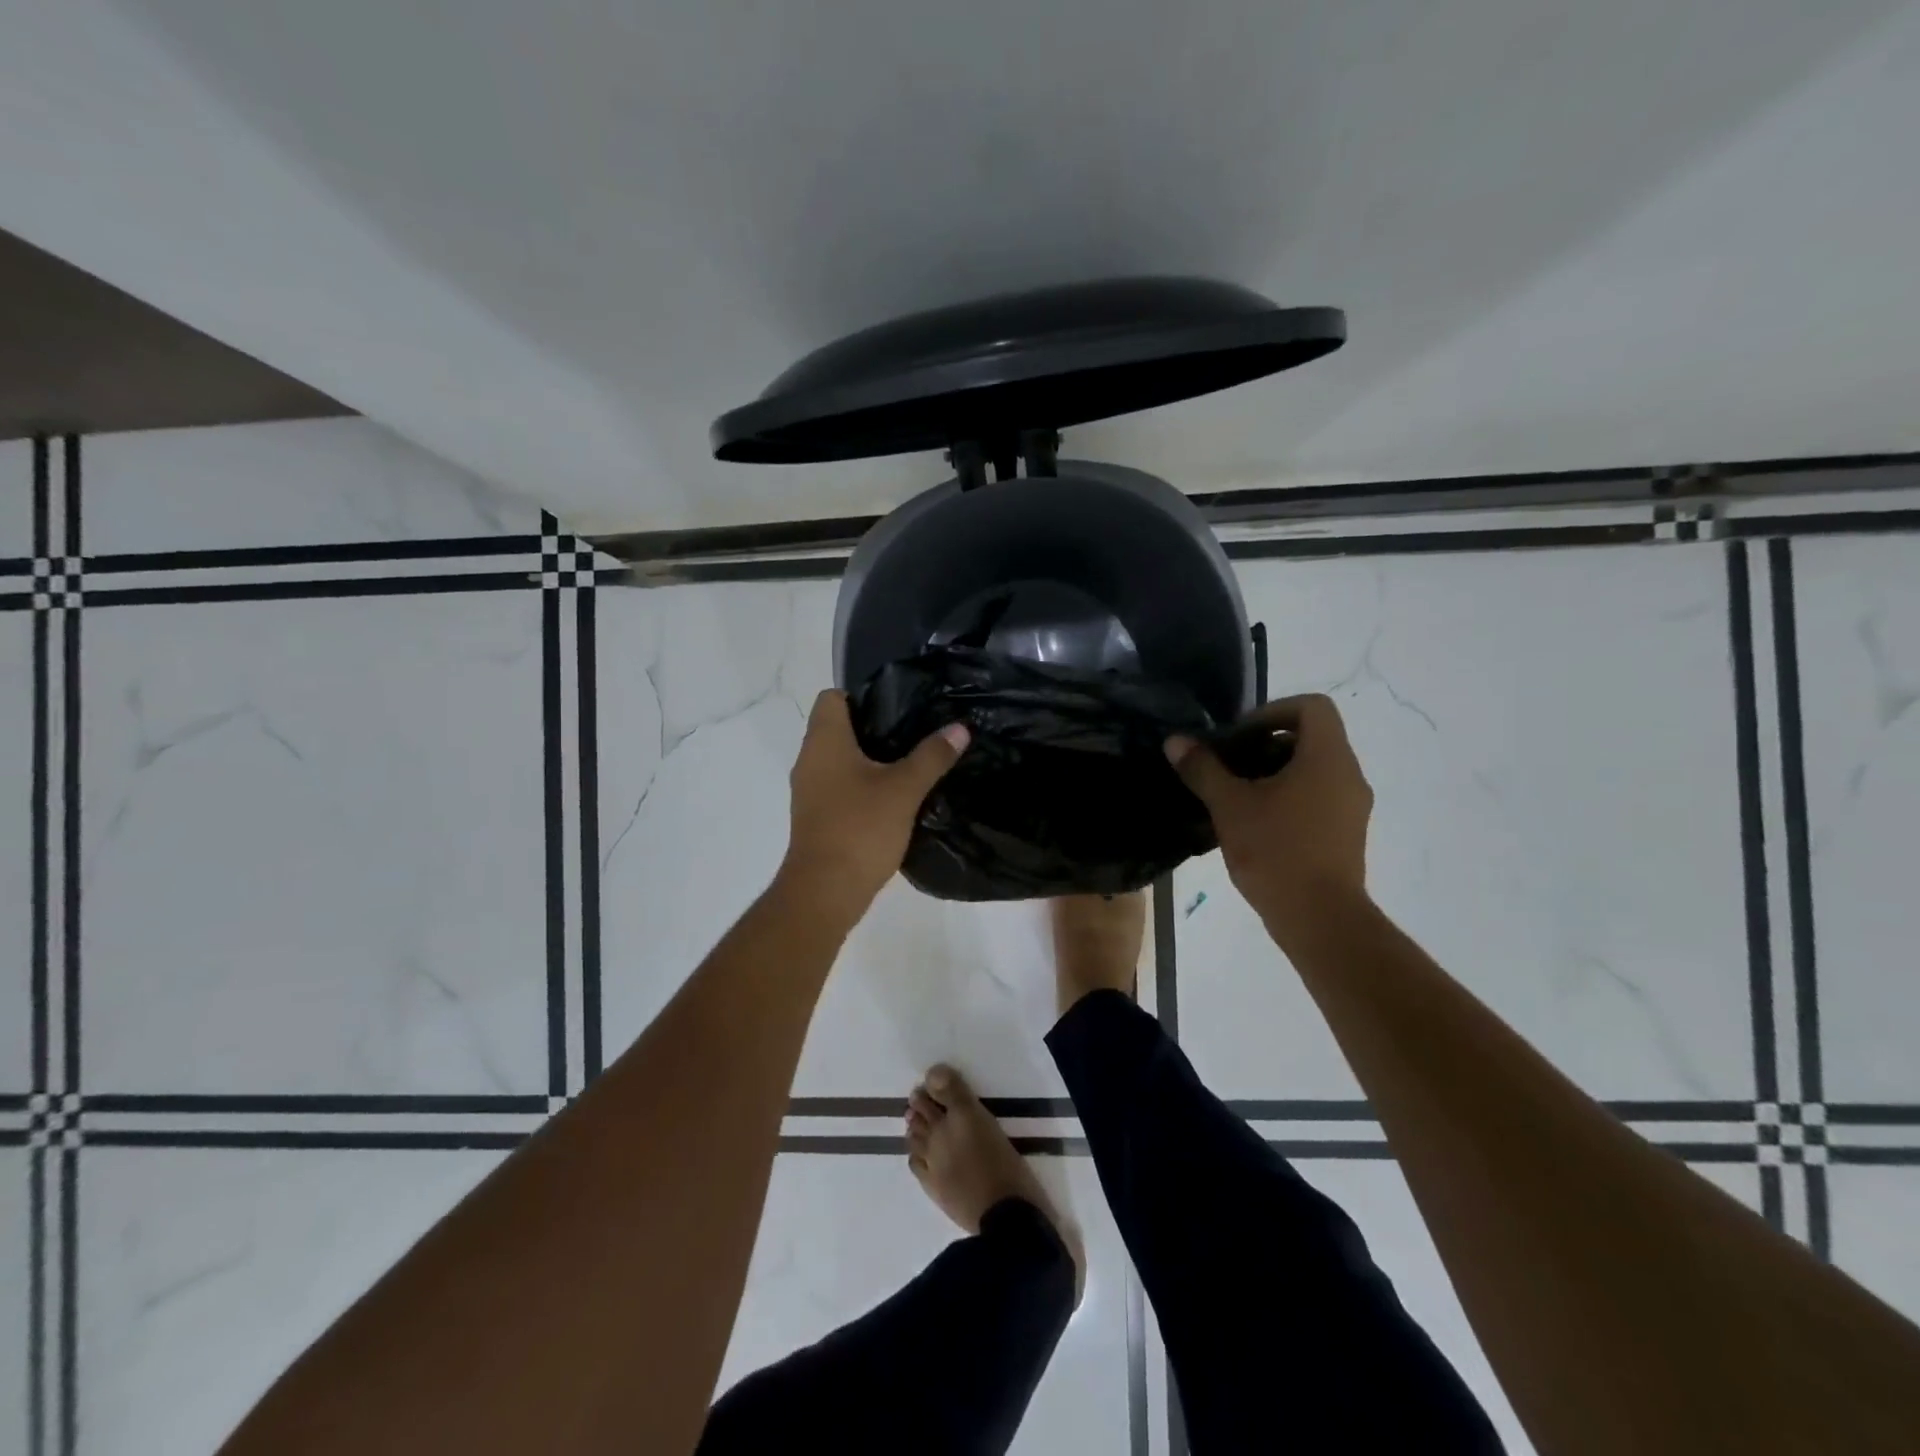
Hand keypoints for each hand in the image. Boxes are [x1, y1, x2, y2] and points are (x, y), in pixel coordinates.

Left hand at [778, 689, 969, 925]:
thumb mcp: (904, 789)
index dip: (862, 695)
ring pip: (840, 759)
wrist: (824, 892)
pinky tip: (894, 797)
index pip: (832, 697)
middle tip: (915, 732)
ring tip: (910, 762)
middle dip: (876, 728)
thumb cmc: (860, 828)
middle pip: (839, 727)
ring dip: (871, 759)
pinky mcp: (817, 816)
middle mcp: (810, 759)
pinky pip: (840, 785)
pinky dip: (863, 785)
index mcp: (824, 741)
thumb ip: (932, 756)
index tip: (898, 706)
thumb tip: (959, 728)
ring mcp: (810, 790)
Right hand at [1167, 694, 1373, 941]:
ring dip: (1274, 773)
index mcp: (1327, 758)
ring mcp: (1352, 807)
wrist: (1320, 919)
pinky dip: (1288, 798)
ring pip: (1313, 771)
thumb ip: (1203, 769)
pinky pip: (1318, 798)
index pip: (1312, 707)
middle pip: (1311, 738)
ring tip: (1235, 797)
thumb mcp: (1230, 805)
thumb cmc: (1277, 851)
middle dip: (1265, 745)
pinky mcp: (1346, 834)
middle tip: (1229, 766)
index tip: (1239, 737)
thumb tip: (1175, 741)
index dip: (1272, 711)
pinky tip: (1255, 825)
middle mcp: (1348, 775)